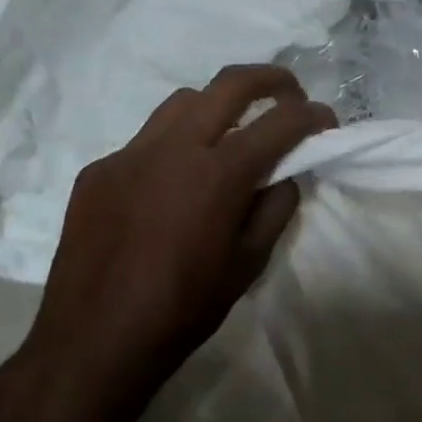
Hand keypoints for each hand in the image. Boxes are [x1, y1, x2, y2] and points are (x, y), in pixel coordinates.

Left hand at [14, 65, 335, 416]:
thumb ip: (275, 208)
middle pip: (229, 84)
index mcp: (217, 175)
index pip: (279, 123)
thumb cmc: (183, 309)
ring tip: (230, 134)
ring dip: (217, 106)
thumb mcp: (248, 264)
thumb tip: (287, 174)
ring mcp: (128, 154)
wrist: (94, 341)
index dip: (312, 116)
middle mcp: (172, 148)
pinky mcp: (98, 171)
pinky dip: (173, 147)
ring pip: (181, 103)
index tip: (327, 121)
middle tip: (289, 94)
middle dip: (270, 80)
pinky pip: (144, 141)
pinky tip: (173, 184)